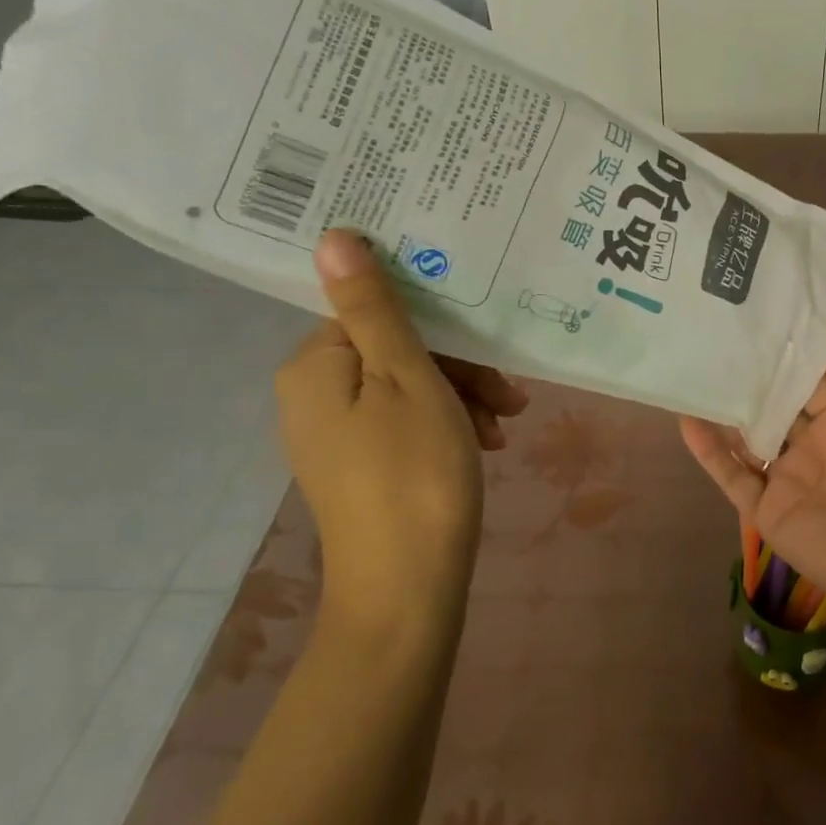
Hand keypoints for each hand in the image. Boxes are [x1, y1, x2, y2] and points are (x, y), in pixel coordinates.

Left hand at [276, 230, 527, 635]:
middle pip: (397, 348)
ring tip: (507, 423)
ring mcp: (337, 432)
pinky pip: (408, 420)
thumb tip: (332, 235)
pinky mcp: (362, 464)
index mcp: (314, 366)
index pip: (376, 312)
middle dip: (462, 366)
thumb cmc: (414, 472)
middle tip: (511, 395)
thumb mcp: (406, 378)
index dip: (439, 322)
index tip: (490, 343)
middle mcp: (314, 394)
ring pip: (410, 385)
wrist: (407, 589)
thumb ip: (375, 308)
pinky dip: (450, 423)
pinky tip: (488, 444)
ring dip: (465, 395)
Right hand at [681, 344, 825, 671]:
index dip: (787, 353)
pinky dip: (708, 451)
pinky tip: (686, 419)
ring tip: (694, 370)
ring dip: (724, 410)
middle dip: (751, 376)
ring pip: (747, 437)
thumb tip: (825, 337)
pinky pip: (732, 475)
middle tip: (715, 336)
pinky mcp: (765, 508)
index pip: (810, 379)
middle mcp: (813, 444)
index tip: (758, 317)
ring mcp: (787, 477)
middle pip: (775, 405)